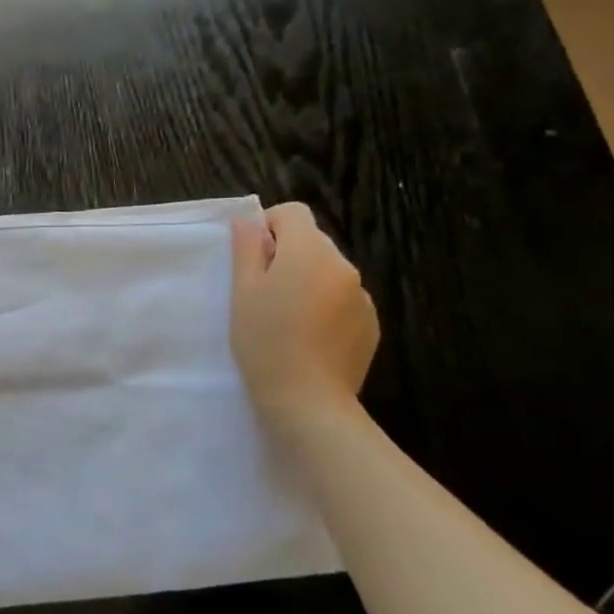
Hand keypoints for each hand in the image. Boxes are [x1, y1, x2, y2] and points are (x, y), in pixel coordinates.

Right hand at [230, 202, 378, 419]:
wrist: (308, 401)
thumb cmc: (265, 340)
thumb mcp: (243, 290)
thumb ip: (248, 248)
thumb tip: (249, 221)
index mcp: (311, 253)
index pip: (294, 213)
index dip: (269, 226)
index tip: (252, 257)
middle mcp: (344, 267)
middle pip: (312, 242)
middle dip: (287, 255)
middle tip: (262, 292)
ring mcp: (363, 298)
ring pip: (328, 273)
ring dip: (307, 281)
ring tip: (285, 318)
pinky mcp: (371, 326)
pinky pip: (343, 300)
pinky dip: (325, 307)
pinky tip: (308, 337)